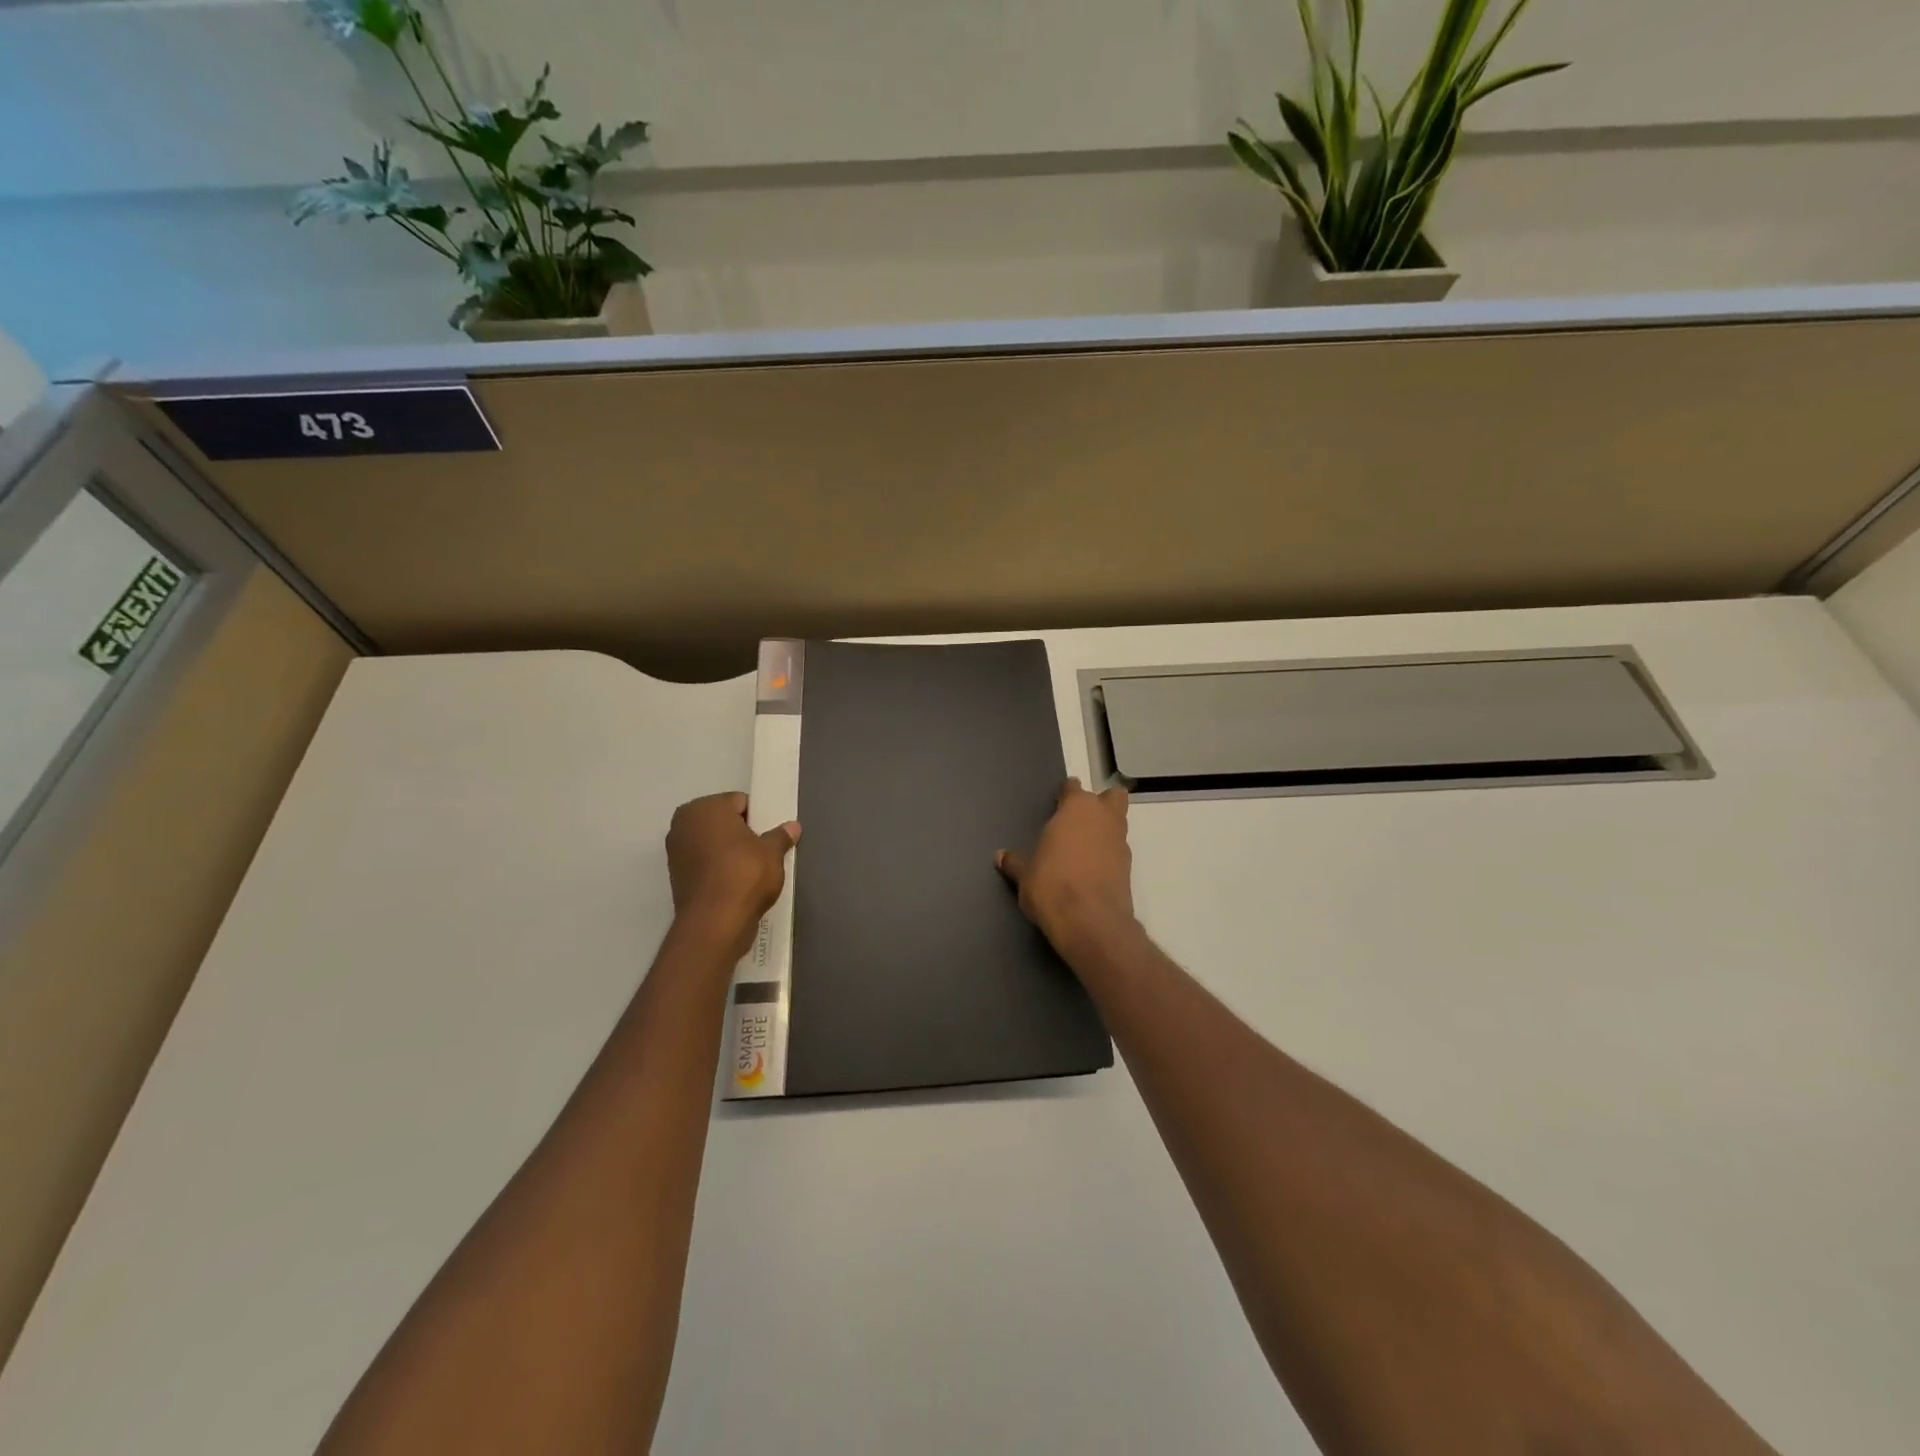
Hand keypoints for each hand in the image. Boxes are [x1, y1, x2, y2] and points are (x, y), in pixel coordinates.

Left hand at [666, 792, 798, 955]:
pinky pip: (704, 863)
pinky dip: (717, 869)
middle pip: (721, 821)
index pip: (739, 802)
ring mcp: (675, 851)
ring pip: (711, 843)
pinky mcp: (676, 877)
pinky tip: (735, 883)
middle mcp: (683, 824)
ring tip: (750, 870)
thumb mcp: (772, 852)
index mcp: (704, 808)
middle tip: (761, 851)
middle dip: (740, 833)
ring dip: (727, 851)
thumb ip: (781, 836)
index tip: (769, 836)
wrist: (715, 924)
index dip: (757, 817)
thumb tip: (793, 827)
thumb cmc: (744, 875)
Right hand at [997, 778, 1137, 957]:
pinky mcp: (1129, 868)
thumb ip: (1015, 862)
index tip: (1056, 804)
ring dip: (1105, 830)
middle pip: (1111, 797)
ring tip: (1082, 849)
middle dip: (1100, 803)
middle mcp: (1103, 818)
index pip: (1073, 787)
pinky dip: (1108, 855)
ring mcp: (1120, 842)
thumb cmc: (1051, 885)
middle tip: (1079, 820)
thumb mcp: (1025, 874)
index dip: (1065, 794)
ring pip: (1118, 823)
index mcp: (1076, 808)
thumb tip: (1001, 856)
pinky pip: (1118, 851)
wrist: (1090, 922)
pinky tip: (1091, 871)